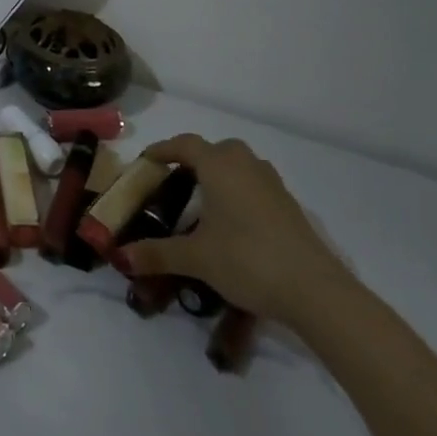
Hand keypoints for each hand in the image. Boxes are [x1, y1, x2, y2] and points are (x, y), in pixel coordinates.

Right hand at [120, 134, 348, 326]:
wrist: (315, 290)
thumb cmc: (247, 260)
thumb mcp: (196, 258)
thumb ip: (157, 254)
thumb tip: (121, 257)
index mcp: (219, 166)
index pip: (184, 145)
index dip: (162, 150)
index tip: (146, 161)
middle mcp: (246, 165)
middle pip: (216, 150)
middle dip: (195, 159)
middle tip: (176, 181)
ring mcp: (272, 184)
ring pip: (240, 165)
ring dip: (221, 174)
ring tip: (204, 200)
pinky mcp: (290, 207)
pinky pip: (256, 185)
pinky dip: (240, 192)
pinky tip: (234, 222)